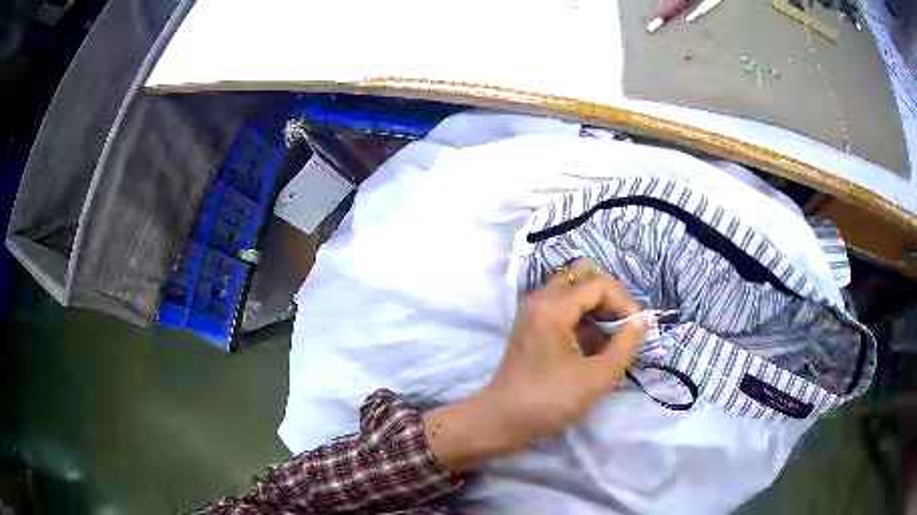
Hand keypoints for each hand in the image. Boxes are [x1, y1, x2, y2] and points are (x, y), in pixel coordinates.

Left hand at [424, 259, 646, 472]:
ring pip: (572, 288)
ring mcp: (533, 311)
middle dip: (608, 294)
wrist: (502, 420)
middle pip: (581, 274)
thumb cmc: (549, 400)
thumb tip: (642, 321)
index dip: (623, 302)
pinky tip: (592, 346)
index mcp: (553, 307)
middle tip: (621, 323)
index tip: (635, 329)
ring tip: (609, 338)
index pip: (598, 284)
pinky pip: (562, 306)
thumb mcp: (597, 377)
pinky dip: (582, 317)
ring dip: (595, 306)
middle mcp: (540, 299)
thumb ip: (625, 345)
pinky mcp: (532, 325)